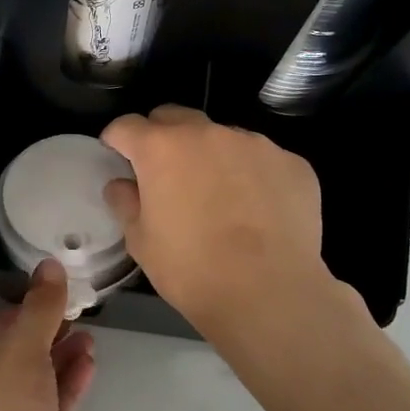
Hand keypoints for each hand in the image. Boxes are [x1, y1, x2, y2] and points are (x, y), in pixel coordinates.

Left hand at [0, 259, 95, 410]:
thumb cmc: (3, 405)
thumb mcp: (23, 345)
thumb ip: (41, 306)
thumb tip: (49, 265)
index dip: (18, 312)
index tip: (49, 303)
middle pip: (14, 353)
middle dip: (46, 334)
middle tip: (76, 319)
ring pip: (35, 380)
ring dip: (61, 357)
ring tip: (91, 339)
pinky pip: (51, 406)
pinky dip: (68, 384)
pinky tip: (90, 365)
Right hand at [101, 105, 367, 362]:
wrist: (269, 293)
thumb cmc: (192, 269)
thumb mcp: (141, 242)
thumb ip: (126, 203)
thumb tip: (121, 184)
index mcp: (162, 148)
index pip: (126, 125)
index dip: (117, 140)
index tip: (117, 157)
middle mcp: (207, 133)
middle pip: (175, 117)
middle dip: (163, 136)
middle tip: (165, 173)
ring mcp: (255, 144)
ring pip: (222, 137)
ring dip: (211, 156)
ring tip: (220, 197)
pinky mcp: (292, 162)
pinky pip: (262, 160)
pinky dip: (252, 175)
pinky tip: (257, 211)